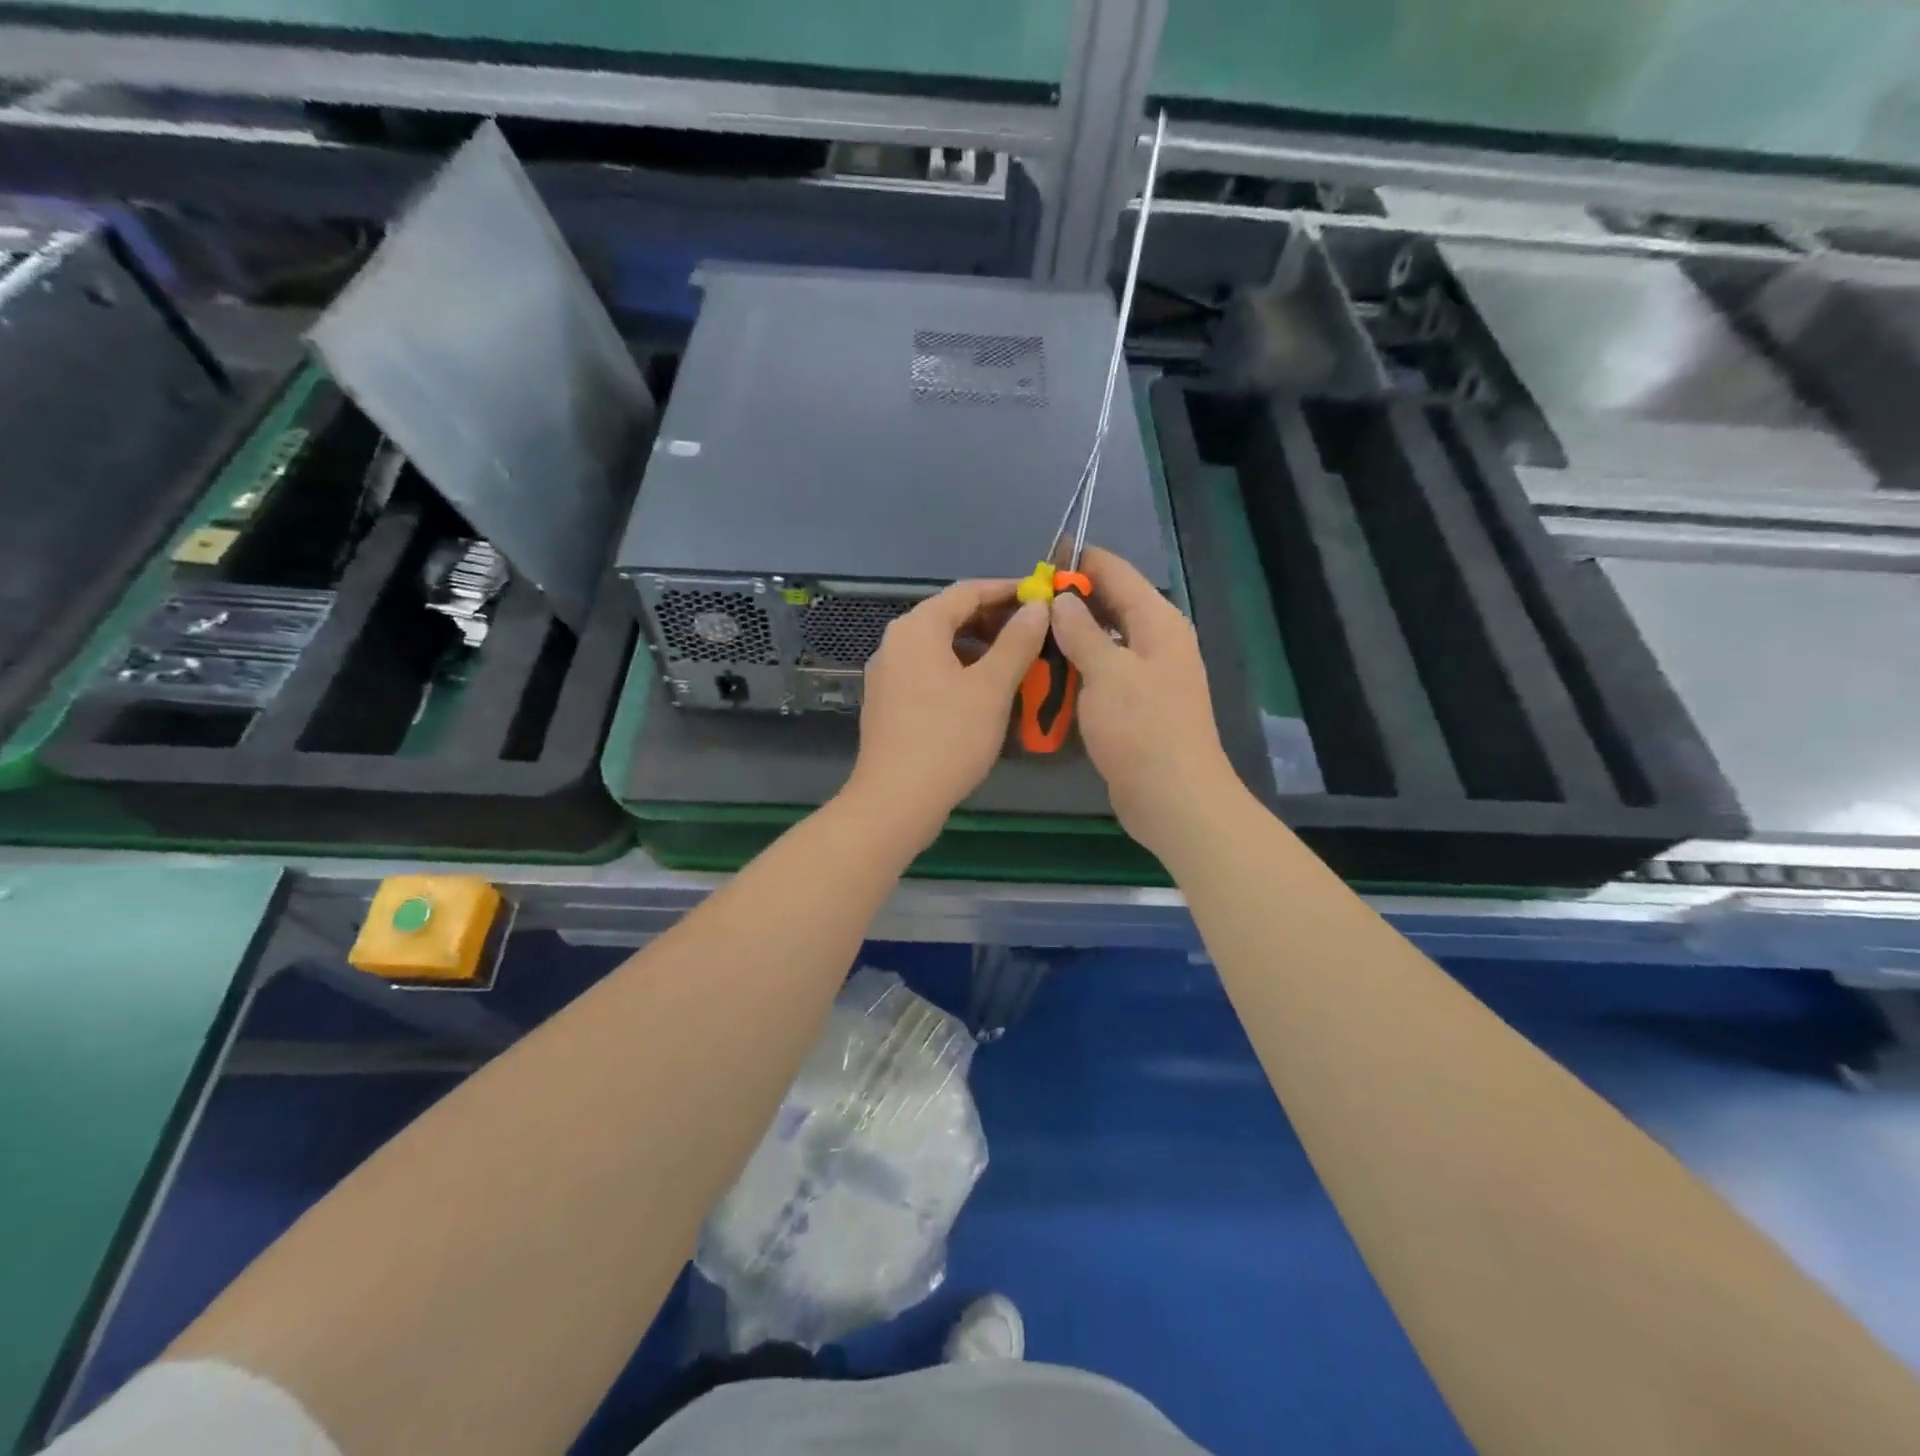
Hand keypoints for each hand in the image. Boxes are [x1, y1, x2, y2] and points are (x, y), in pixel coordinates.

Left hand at [845, 580, 1049, 847]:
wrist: (896, 800)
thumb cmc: (948, 738)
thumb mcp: (991, 688)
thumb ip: (1017, 642)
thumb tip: (1037, 607)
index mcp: (917, 628)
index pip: (967, 591)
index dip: (1007, 590)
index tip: (1042, 596)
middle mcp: (896, 642)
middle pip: (950, 617)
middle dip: (995, 620)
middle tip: (1035, 631)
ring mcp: (888, 674)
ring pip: (940, 647)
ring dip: (979, 648)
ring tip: (1017, 662)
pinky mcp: (889, 702)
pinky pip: (929, 672)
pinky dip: (960, 671)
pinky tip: (985, 691)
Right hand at [1049, 546, 1242, 857]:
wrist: (1173, 798)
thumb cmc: (1142, 728)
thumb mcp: (1107, 672)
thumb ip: (1082, 631)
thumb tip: (1062, 600)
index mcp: (1157, 622)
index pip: (1117, 572)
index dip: (1080, 562)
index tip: (1039, 562)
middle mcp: (1156, 641)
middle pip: (1110, 605)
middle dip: (1070, 600)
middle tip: (1023, 604)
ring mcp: (1148, 675)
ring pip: (1103, 641)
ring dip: (1070, 637)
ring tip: (1027, 634)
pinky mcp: (1136, 706)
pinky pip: (1102, 673)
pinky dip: (1077, 668)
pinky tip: (1046, 673)